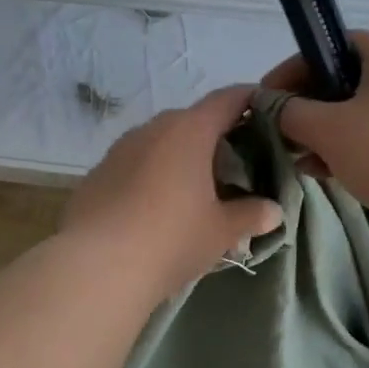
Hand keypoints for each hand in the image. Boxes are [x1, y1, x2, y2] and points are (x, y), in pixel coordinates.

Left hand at [59, 85, 283, 300]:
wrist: (96, 267)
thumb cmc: (170, 239)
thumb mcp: (220, 231)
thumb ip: (250, 215)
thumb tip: (272, 210)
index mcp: (189, 131)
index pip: (227, 99)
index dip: (251, 101)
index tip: (268, 112)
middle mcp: (153, 129)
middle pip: (193, 121)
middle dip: (215, 138)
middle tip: (236, 166)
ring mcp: (120, 149)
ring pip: (160, 143)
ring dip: (180, 158)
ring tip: (196, 190)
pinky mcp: (97, 174)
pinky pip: (135, 165)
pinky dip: (152, 176)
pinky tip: (157, 208)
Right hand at [262, 32, 368, 225]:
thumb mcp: (326, 129)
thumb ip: (291, 111)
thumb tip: (271, 104)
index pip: (338, 44)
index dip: (300, 64)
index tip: (272, 92)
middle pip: (348, 80)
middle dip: (309, 104)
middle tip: (283, 127)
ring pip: (361, 113)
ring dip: (326, 131)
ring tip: (299, 156)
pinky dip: (349, 148)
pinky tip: (324, 172)